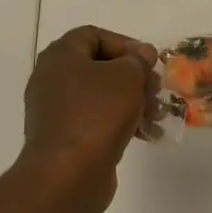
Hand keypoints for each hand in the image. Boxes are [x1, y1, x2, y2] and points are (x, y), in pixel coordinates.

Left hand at [20, 25, 158, 212]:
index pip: (94, 35)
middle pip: (100, 67)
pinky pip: (96, 121)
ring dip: (134, 102)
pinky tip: (148, 136)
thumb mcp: (127, 77)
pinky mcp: (64, 138)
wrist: (66, 177)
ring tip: (158, 117)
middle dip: (134, 78)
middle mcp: (52, 79)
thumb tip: (142, 54)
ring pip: (101, 96)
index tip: (148, 62)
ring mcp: (56, 111)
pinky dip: (121, 123)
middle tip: (157, 90)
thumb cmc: (96, 115)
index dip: (125, 44)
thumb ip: (138, 60)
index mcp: (60, 56)